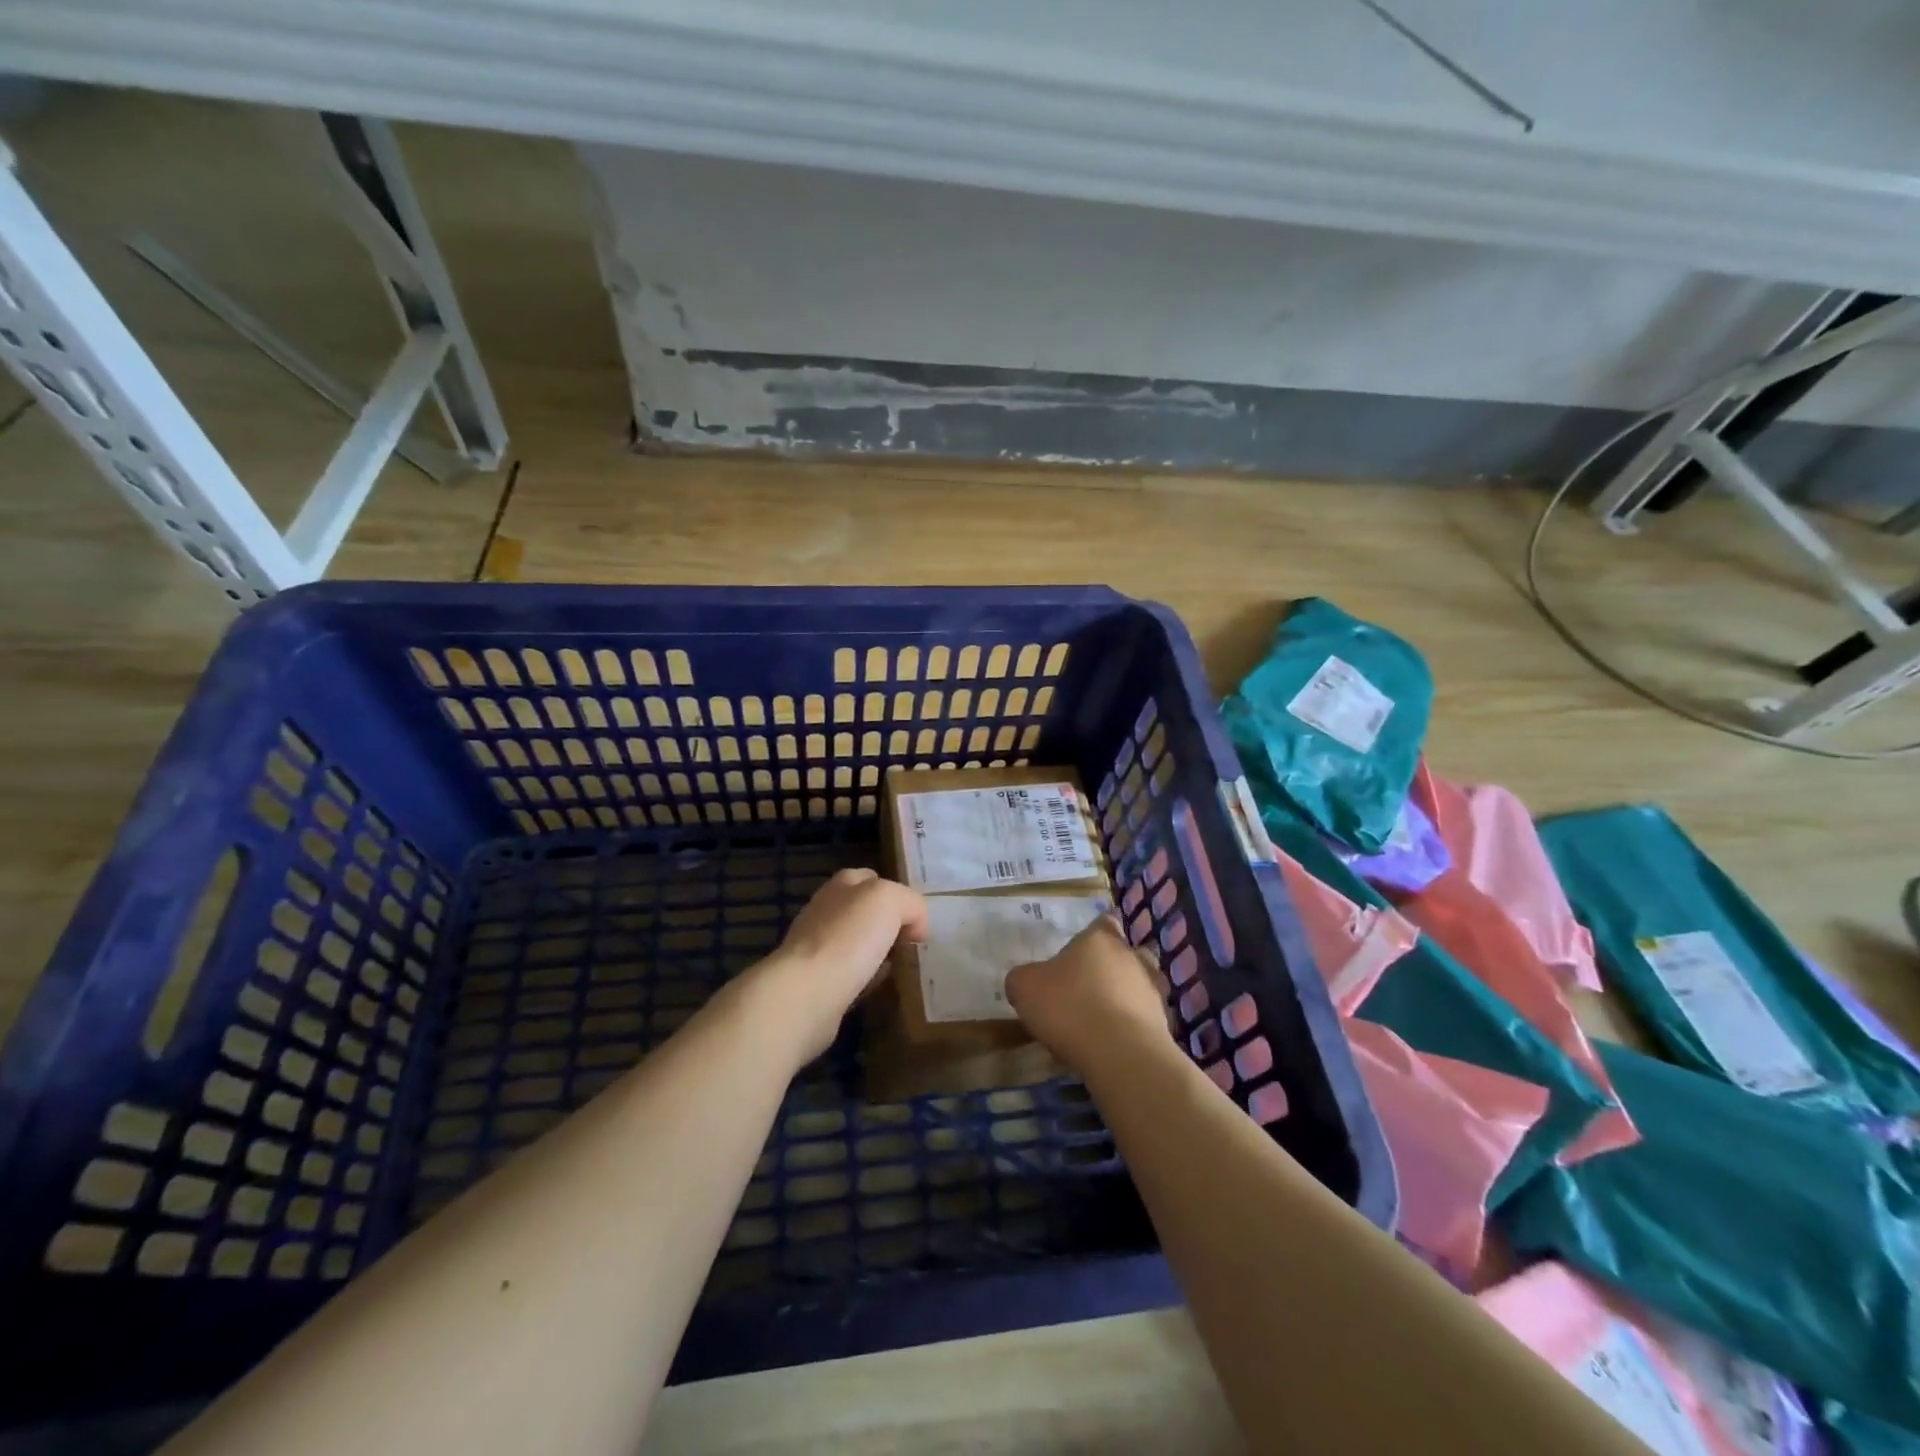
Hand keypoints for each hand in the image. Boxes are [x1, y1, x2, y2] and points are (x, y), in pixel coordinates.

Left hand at [748, 869, 927, 1061]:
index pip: (873, 878)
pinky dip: (867, 979)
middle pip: (865, 912)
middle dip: (888, 925)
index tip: (917, 921)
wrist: (808, 992)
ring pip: (858, 943)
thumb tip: (915, 927)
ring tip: (903, 967)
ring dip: (878, 953)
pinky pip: (851, 974)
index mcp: (842, 884)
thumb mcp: (889, 899)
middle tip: (913, 945)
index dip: (898, 895)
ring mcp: (817, 946)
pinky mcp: (817, 981)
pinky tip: (880, 988)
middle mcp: (826, 910)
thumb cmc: (849, 937)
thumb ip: (910, 903)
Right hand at [1005, 915, 1175, 1077]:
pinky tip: (1112, 1044)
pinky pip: (1145, 1019)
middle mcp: (1132, 956)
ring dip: (1124, 997)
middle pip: (1125, 953)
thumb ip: (1023, 978)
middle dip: (1110, 967)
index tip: (1080, 952)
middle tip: (1086, 988)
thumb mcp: (1025, 988)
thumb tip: (1026, 980)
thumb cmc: (1069, 1007)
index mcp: (1099, 939)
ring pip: (1139, 985)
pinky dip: (1132, 1027)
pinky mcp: (1164, 1024)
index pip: (1103, 922)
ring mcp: (1153, 990)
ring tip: (1100, 1020)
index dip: (1093, 935)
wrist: (1121, 1054)